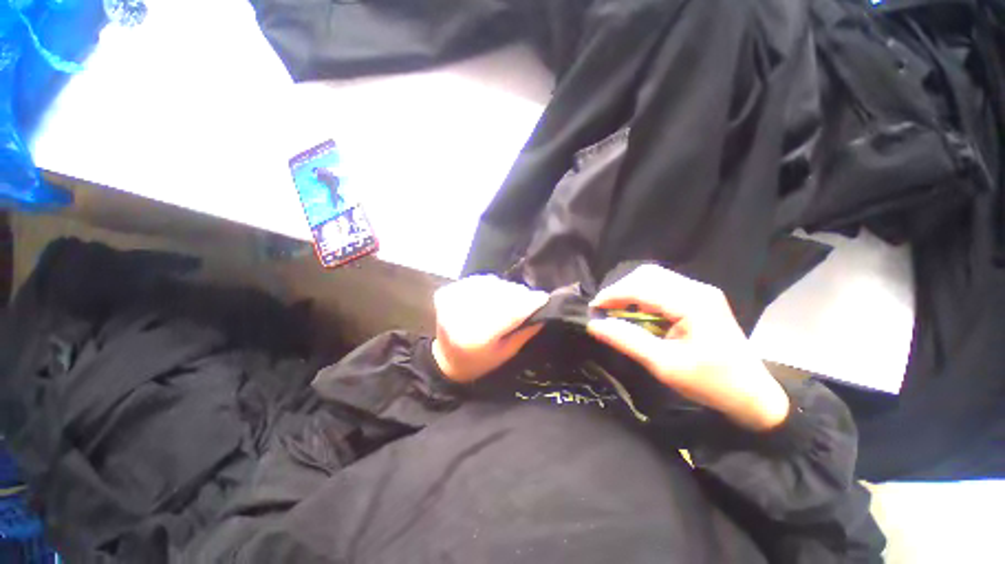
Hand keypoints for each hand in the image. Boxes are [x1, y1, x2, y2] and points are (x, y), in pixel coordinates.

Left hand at [432, 275, 548, 382]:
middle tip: (528, 299)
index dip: (529, 303)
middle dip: (519, 294)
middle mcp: (463, 316)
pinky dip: (489, 285)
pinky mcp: (446, 293)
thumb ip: (524, 333)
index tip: (544, 297)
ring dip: (505, 288)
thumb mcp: (505, 353)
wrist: (445, 359)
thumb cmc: (479, 362)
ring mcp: (452, 301)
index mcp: (478, 337)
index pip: (510, 313)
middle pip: (501, 295)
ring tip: (508, 298)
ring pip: (490, 284)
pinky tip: (491, 295)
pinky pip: (477, 281)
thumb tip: (543, 313)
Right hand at [587, 265, 789, 430]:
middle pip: (647, 275)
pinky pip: (662, 287)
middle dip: (620, 290)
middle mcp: (696, 289)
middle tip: (605, 311)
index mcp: (692, 303)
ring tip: (617, 312)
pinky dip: (642, 297)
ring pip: (653, 278)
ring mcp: (699, 292)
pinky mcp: (698, 299)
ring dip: (630, 292)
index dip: (612, 295)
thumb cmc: (710, 383)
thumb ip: (626, 340)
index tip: (593, 309)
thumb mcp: (663, 365)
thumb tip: (594, 324)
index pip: (641, 287)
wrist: (753, 394)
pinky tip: (637, 313)